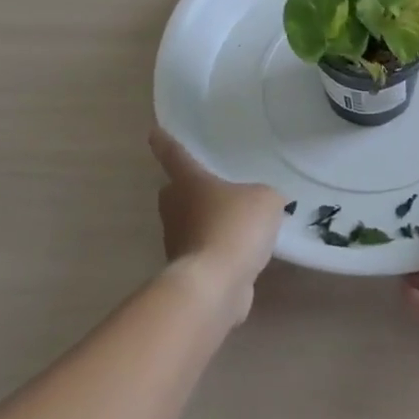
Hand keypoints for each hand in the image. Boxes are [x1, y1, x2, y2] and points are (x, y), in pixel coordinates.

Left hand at [148, 126, 286, 325]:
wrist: (214, 285)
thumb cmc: (234, 227)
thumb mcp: (264, 199)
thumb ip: (264, 195)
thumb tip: (262, 205)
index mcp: (189, 182)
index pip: (175, 155)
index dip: (165, 143)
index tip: (153, 133)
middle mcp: (176, 209)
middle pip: (177, 193)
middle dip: (190, 190)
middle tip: (215, 188)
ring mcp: (178, 243)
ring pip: (191, 225)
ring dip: (209, 224)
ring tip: (239, 225)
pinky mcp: (188, 272)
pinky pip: (206, 253)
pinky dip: (220, 253)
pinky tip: (243, 256)